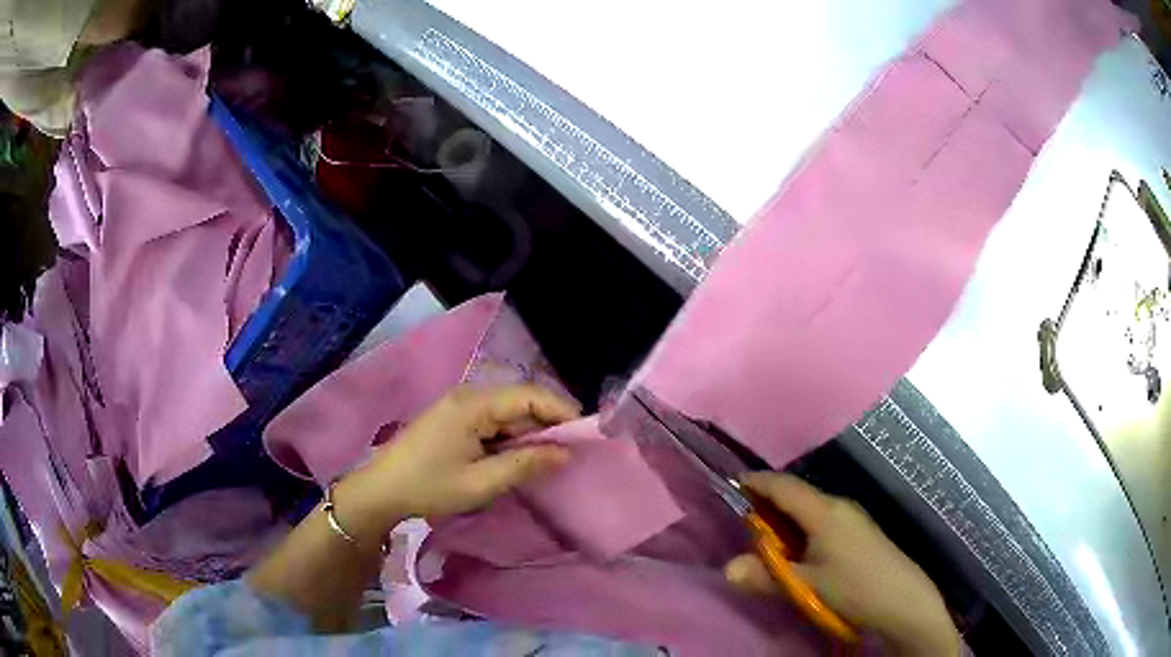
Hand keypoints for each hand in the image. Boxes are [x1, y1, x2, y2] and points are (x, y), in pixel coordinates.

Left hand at [333, 385, 579, 546]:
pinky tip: (516, 460)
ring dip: (527, 435)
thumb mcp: (481, 483)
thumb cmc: (429, 486)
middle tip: (569, 453)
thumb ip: (525, 465)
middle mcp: (468, 397)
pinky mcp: (453, 420)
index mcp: (474, 405)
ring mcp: (459, 407)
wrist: (381, 491)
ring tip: (547, 461)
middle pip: (519, 402)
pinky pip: (491, 423)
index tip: (585, 434)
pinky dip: (508, 440)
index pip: (529, 396)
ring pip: (507, 414)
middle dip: (547, 425)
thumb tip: (565, 453)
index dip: (561, 411)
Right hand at [725, 473, 960, 655]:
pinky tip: (798, 549)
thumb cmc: (853, 588)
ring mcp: (853, 518)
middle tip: (742, 516)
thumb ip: (766, 576)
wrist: (902, 599)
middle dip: (769, 502)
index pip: (785, 487)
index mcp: (825, 512)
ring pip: (811, 508)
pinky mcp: (860, 532)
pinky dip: (802, 527)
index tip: (733, 483)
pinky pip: (823, 519)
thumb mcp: (806, 586)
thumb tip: (728, 568)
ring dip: (786, 517)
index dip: (758, 482)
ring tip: (765, 535)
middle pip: (798, 495)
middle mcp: (839, 506)